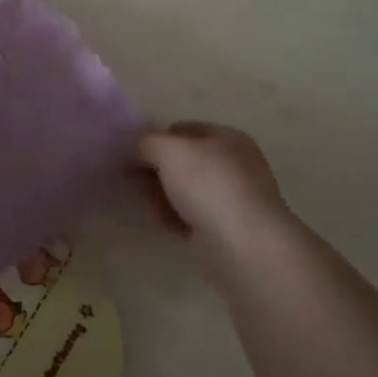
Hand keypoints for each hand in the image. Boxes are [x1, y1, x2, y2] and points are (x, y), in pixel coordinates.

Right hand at [137, 121, 288, 258]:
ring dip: (162, 198)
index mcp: (227, 137)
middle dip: (155, 173)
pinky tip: (172, 228)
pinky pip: (191, 216)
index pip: (181, 130)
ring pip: (182, 191)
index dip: (155, 140)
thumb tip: (137, 149)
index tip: (132, 157)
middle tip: (137, 184)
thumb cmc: (209, 186)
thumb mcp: (168, 150)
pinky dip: (177, 220)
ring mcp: (231, 198)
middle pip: (180, 162)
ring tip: (156, 211)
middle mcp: (232, 164)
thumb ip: (145, 142)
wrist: (245, 247)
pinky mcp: (226, 228)